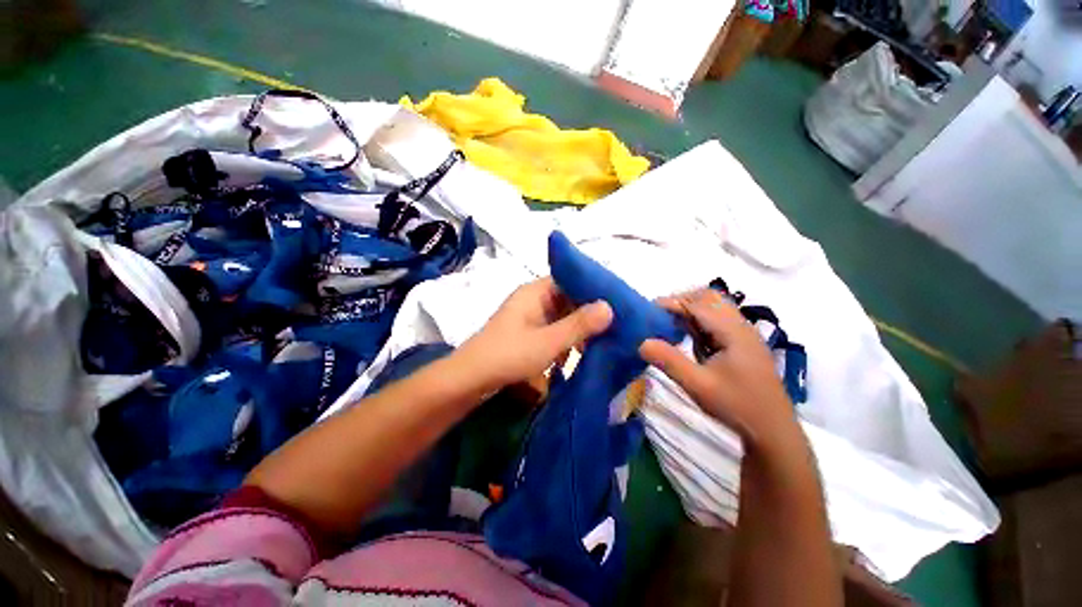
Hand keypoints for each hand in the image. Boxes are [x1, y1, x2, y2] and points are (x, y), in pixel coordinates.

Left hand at [461, 278, 612, 389]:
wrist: (470, 380)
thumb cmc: (508, 355)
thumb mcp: (547, 342)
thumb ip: (578, 325)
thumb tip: (609, 307)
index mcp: (535, 292)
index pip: (570, 279)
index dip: (593, 288)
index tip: (617, 301)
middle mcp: (534, 300)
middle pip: (568, 298)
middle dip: (590, 312)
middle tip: (617, 324)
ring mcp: (531, 317)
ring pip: (563, 316)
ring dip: (580, 328)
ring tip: (606, 339)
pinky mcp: (530, 334)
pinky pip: (555, 330)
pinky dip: (568, 339)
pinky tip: (582, 352)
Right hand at [639, 288, 799, 452]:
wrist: (773, 431)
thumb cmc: (736, 406)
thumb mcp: (698, 385)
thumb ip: (669, 361)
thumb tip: (641, 342)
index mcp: (733, 331)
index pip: (698, 304)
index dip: (671, 303)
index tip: (647, 312)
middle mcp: (741, 326)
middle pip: (709, 298)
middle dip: (682, 302)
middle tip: (659, 317)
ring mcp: (744, 335)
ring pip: (714, 308)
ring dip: (691, 311)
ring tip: (670, 326)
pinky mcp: (743, 345)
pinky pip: (718, 322)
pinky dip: (699, 323)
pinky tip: (689, 339)